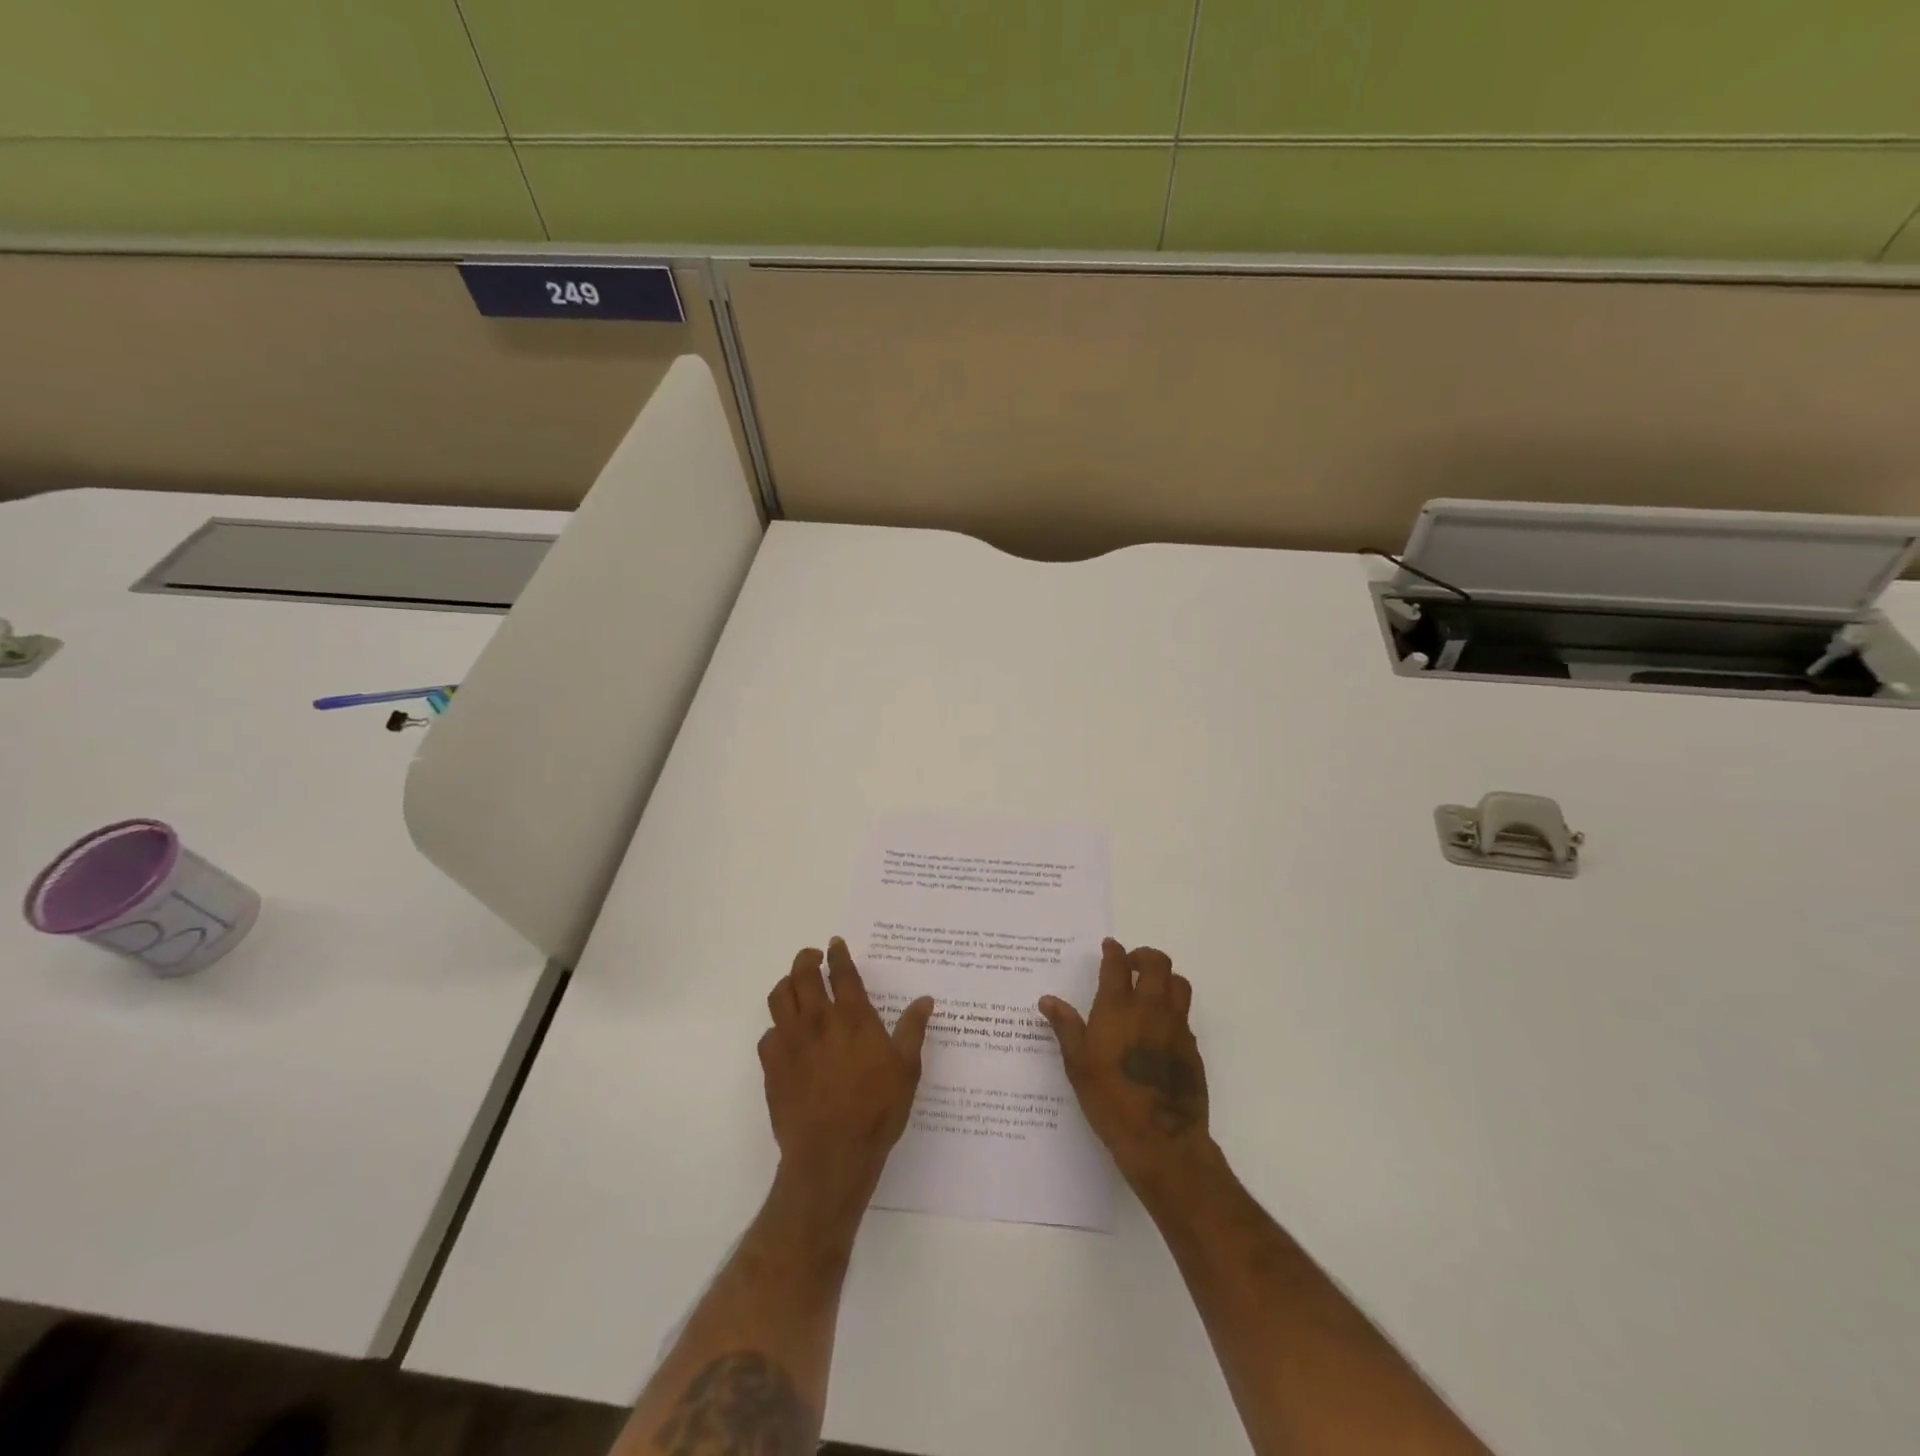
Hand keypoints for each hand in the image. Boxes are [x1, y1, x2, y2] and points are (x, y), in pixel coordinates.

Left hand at [761, 938, 934, 1203]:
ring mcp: (791, 1042)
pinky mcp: (772, 1066)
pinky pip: (768, 1034)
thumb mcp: (907, 1069)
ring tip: (795, 985)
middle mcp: (818, 1021)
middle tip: (812, 956)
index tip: (835, 943)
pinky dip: (777, 1028)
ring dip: (787, 984)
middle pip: (802, 975)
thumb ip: (913, 1030)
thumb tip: (926, 1000)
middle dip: (806, 959)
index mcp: (853, 1017)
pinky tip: (786, 1036)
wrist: (831, 1154)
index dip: (838, 954)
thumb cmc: (876, 1109)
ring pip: (779, 997)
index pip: (841, 973)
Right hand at [1039, 939, 1211, 1189]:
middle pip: (1157, 963)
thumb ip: (1066, 1028)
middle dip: (1144, 956)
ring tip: (1150, 989)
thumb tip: (1048, 1000)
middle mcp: (1150, 1009)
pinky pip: (1185, 1015)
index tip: (1110, 946)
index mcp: (1118, 1009)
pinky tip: (1159, 1028)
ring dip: (1165, 978)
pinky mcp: (1192, 1047)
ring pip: (1179, 984)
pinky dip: (1173, 1010)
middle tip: (1131, 964)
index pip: (1118, 965)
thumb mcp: (1078, 1066)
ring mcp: (1176, 1027)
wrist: (1162, 1141)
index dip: (1114, 951)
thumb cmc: (1111, 1102)